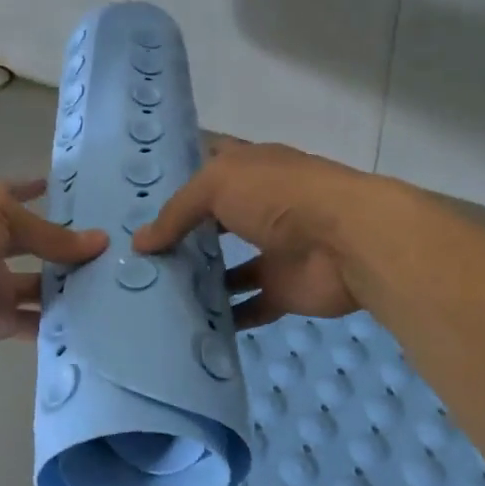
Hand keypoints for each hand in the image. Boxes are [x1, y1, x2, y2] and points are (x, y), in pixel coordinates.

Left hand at [0, 180, 107, 357]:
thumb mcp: (0, 219)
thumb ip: (50, 235)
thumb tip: (100, 241)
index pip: (15, 197)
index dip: (34, 191)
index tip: (62, 188)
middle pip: (37, 247)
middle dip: (68, 249)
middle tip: (115, 249)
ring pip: (42, 286)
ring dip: (71, 287)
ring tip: (117, 284)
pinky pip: (35, 323)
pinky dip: (61, 324)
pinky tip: (97, 320)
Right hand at [132, 137, 384, 329]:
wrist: (348, 241)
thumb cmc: (280, 197)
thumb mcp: (217, 186)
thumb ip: (177, 212)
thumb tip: (140, 242)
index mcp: (249, 168)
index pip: (208, 161)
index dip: (178, 170)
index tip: (139, 189)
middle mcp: (260, 205)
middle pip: (214, 219)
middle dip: (181, 232)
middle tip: (136, 251)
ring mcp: (274, 248)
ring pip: (229, 266)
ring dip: (200, 277)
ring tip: (155, 290)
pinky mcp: (284, 289)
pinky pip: (250, 306)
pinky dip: (227, 317)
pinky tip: (191, 325)